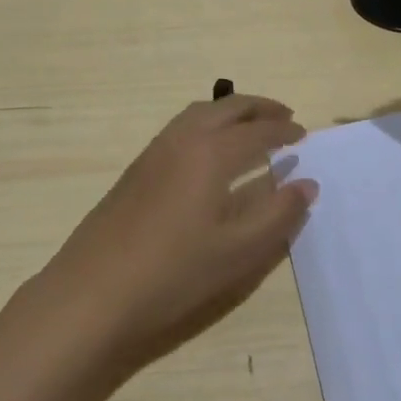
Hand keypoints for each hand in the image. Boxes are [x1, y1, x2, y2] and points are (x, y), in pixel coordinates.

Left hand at [37, 93, 316, 372]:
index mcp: (211, 153)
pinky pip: (180, 128)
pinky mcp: (136, 168)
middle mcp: (183, 139)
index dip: (284, 130)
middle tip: (284, 116)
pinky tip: (210, 152)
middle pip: (227, 108)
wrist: (93, 292)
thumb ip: (278, 214)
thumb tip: (307, 184)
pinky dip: (206, 124)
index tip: (304, 134)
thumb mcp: (238, 251)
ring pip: (199, 113)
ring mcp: (154, 151)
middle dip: (259, 108)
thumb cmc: (173, 273)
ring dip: (230, 112)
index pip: (257, 131)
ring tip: (250, 127)